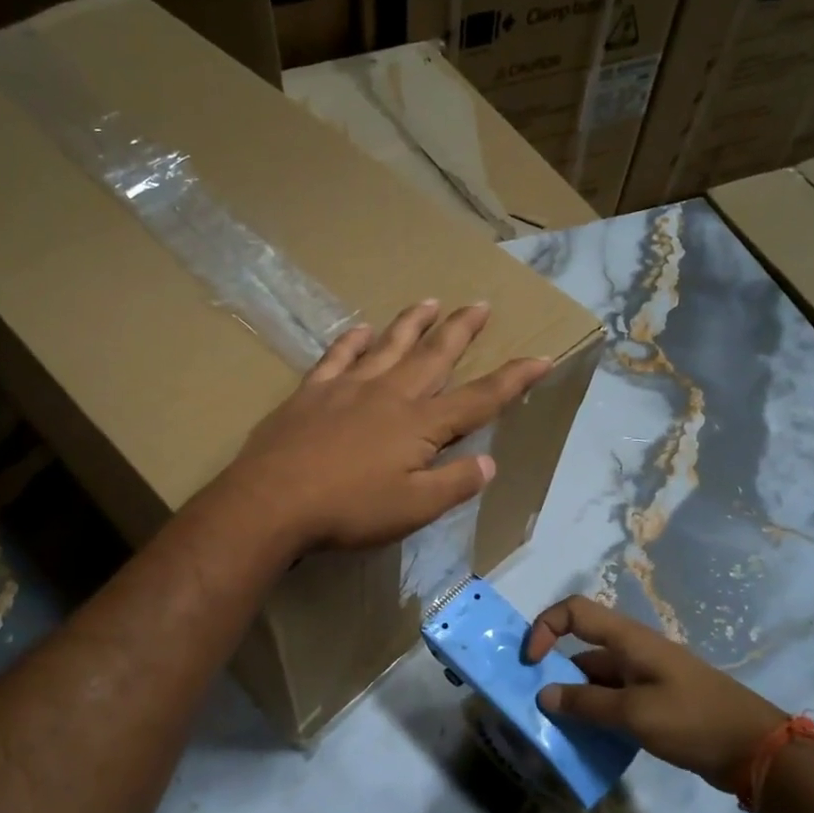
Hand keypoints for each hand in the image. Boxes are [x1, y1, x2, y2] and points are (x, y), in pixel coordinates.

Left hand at [221, 300, 550, 553]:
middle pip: (434, 356)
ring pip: (389, 346)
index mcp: (420, 425)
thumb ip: (455, 483)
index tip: (540, 359)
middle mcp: (390, 394)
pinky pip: (337, 356)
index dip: (513, 380)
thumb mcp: (414, 508)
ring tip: (430, 302)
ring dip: (412, 323)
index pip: (479, 398)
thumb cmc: (350, 510)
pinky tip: (361, 330)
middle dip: (461, 330)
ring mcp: (348, 387)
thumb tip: (490, 461)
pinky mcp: (312, 392)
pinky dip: (352, 341)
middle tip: (479, 304)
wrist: (273, 501)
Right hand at [524, 596, 787, 792]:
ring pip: (595, 678)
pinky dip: (595, 714)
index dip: (545, 627)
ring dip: (574, 699)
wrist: (756, 749)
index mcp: (628, 639)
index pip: (574, 611)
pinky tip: (587, 741)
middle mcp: (632, 651)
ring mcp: (645, 676)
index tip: (530, 662)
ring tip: (556, 730)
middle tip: (534, 706)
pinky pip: (612, 699)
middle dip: (553, 672)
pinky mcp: (654, 701)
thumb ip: (586, 705)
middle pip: (581, 648)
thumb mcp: (635, 714)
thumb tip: (544, 695)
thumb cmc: (694, 720)